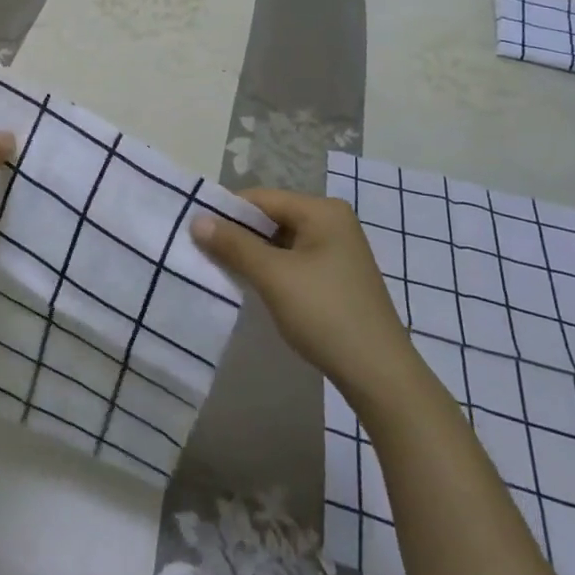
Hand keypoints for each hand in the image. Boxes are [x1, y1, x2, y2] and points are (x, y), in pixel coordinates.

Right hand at [190, 188, 411, 385]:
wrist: (380, 376)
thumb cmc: (326, 315)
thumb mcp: (273, 276)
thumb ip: (233, 244)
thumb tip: (196, 219)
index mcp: (322, 211)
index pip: (261, 198)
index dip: (226, 213)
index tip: (195, 232)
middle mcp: (332, 222)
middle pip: (271, 218)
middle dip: (239, 235)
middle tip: (203, 253)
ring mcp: (338, 250)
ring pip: (281, 242)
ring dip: (253, 255)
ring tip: (222, 270)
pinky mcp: (337, 277)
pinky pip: (294, 261)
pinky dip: (272, 270)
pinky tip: (254, 287)